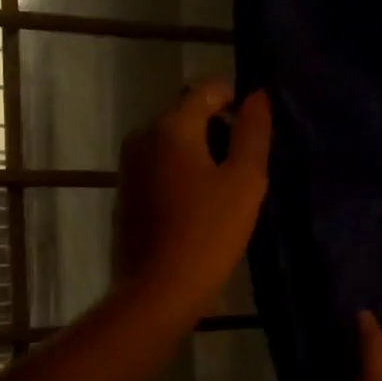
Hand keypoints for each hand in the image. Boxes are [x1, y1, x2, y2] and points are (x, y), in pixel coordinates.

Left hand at [113, 80, 271, 323]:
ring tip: (225, 187)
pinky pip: (159, 165)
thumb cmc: (207, 234)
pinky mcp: (125, 191)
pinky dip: (180, 172)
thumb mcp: (245, 181)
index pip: (207, 89)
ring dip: (199, 152)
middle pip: (186, 112)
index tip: (254, 131)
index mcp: (170, 126)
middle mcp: (142, 136)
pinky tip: (198, 205)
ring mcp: (129, 165)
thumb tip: (256, 96)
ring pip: (171, 140)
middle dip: (217, 128)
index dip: (235, 100)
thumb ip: (253, 133)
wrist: (157, 291)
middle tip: (243, 165)